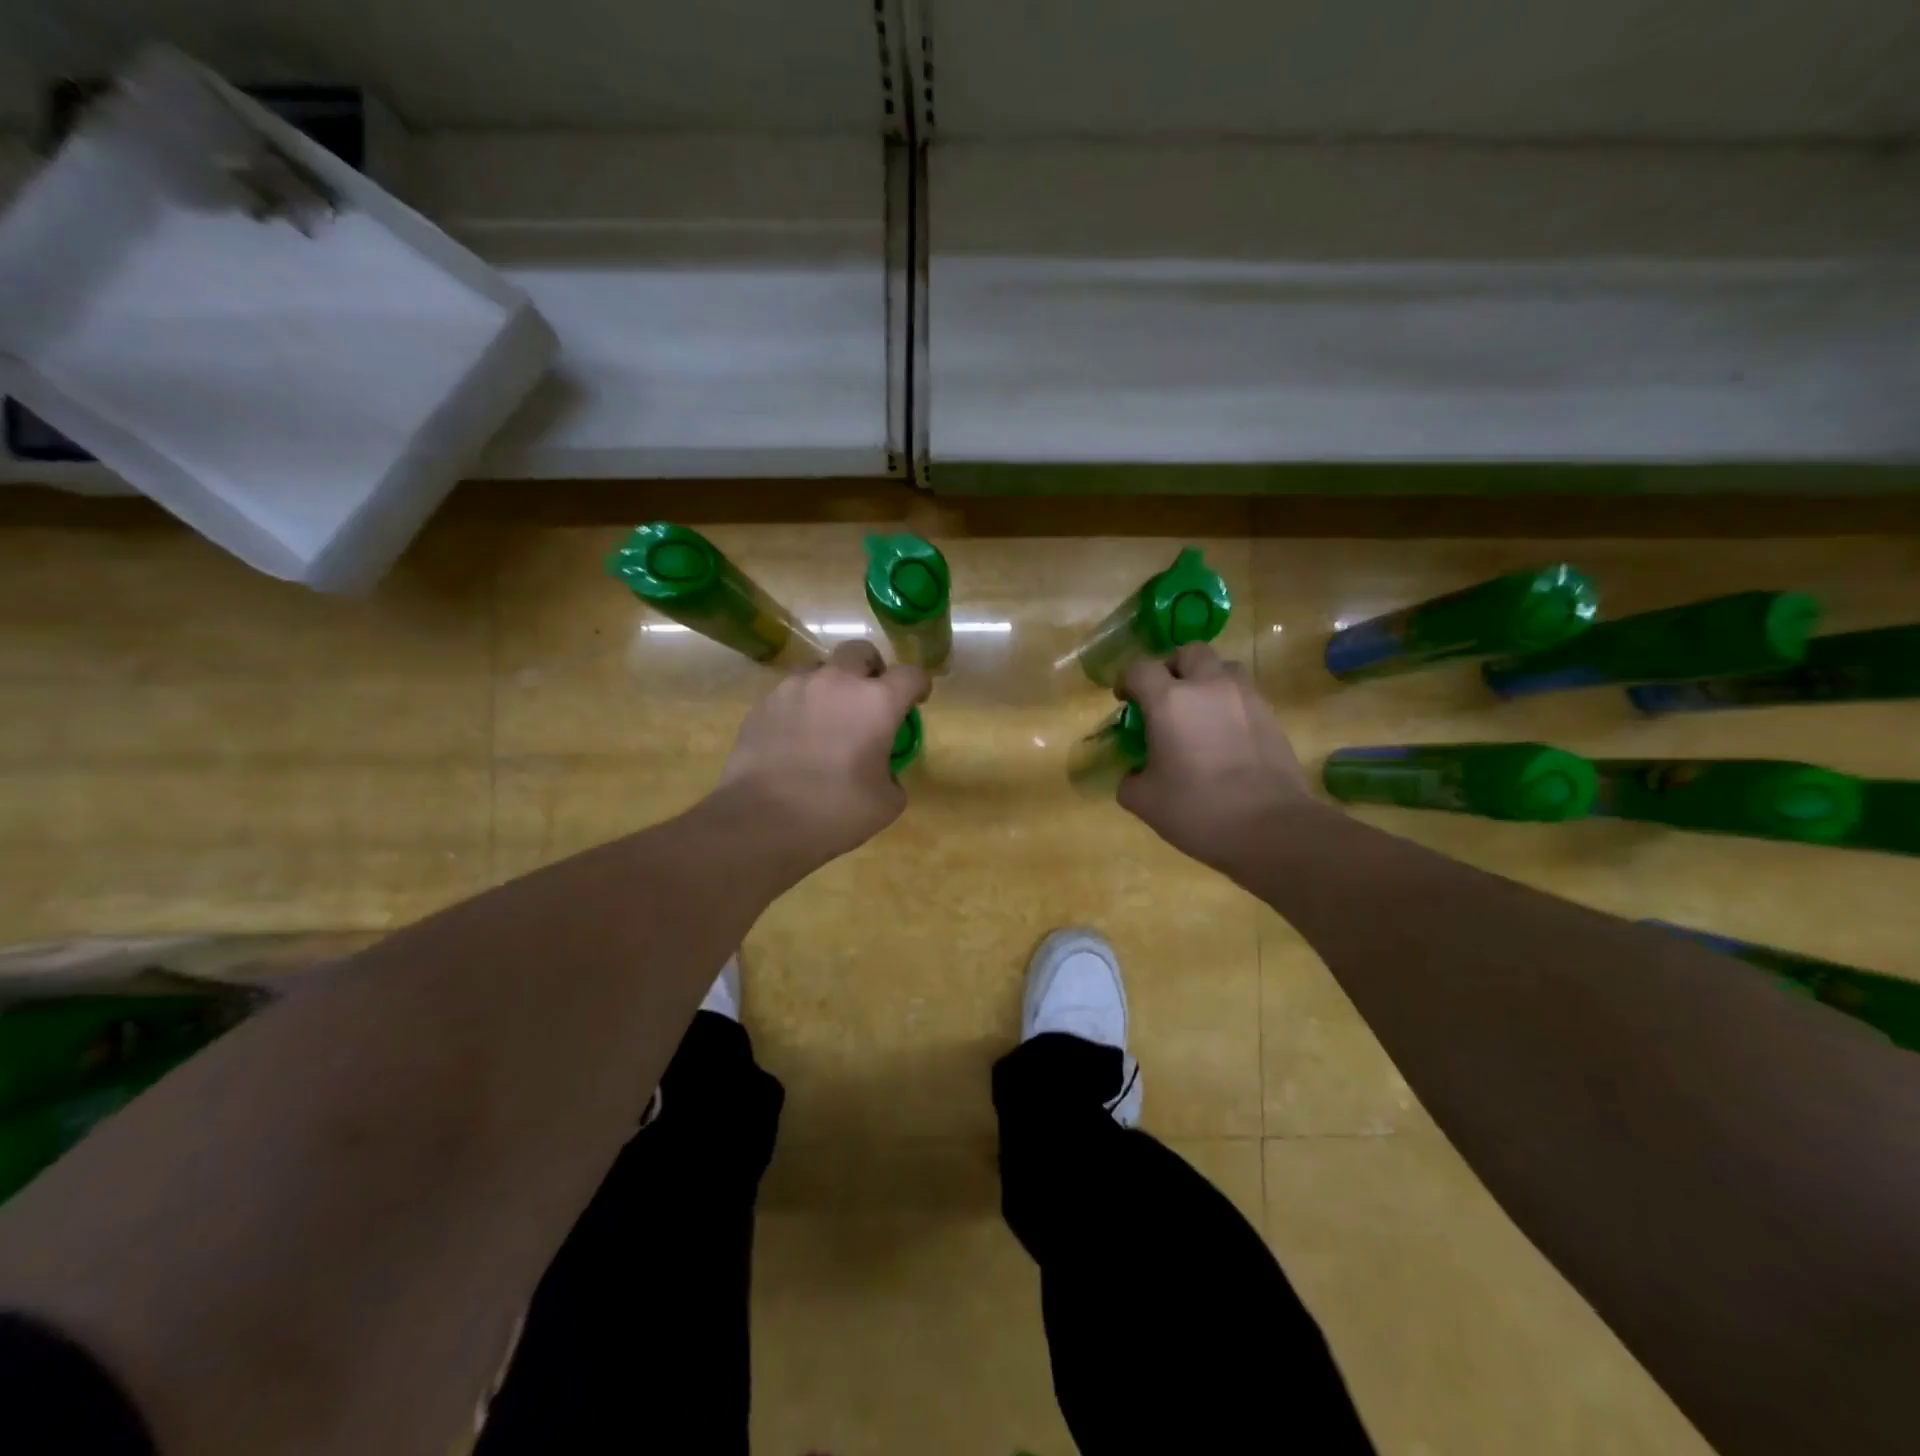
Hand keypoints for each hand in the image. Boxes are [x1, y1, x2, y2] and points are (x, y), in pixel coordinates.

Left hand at [720, 639, 930, 868]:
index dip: (919, 685)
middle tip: (870, 699)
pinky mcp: (764, 702)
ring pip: (820, 667)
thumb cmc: (834, 811)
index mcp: (876, 702)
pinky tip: (796, 736)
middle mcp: (837, 682)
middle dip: (872, 670)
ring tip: (828, 717)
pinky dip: (801, 705)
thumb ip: (892, 775)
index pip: (910, 674)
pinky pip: (791, 691)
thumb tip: (882, 771)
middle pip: (861, 652)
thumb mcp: (885, 803)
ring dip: (832, 684)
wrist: (761, 819)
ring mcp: (795, 687)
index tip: (916, 701)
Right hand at [1116, 643, 1319, 870]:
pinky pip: (1244, 694)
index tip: (1125, 700)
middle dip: (1172, 667)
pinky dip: (1229, 704)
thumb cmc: (1198, 810)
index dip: (1127, 680)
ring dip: (1206, 680)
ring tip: (1200, 712)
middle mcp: (1208, 686)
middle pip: (1188, 652)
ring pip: (1222, 667)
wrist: (1271, 828)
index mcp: (1169, 701)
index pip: (1140, 668)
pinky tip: (1225, 736)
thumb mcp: (1145, 802)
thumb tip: (1134, 774)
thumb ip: (1130, 780)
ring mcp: (1245, 697)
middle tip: (1165, 697)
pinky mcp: (1271, 715)